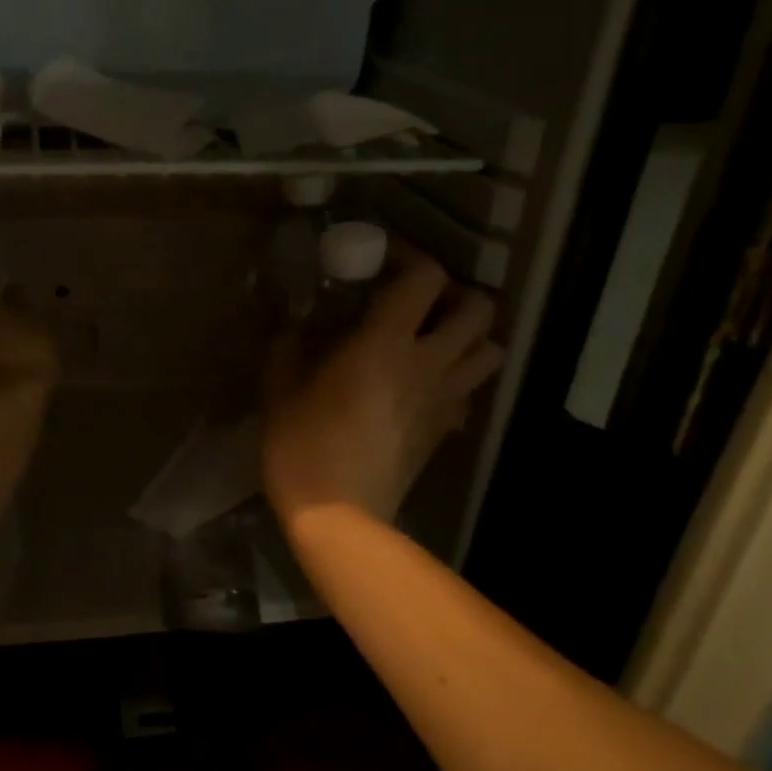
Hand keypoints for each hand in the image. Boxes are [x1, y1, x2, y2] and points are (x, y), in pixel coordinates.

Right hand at [262, 244, 503, 524]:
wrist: (338, 514)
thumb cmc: (302, 446)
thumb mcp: (280, 388)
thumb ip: (291, 345)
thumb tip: (298, 324)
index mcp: (385, 343)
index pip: (425, 278)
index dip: (409, 256)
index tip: (383, 260)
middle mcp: (428, 363)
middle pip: (479, 308)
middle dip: (455, 294)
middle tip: (419, 302)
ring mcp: (445, 398)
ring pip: (491, 349)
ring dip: (469, 335)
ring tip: (434, 339)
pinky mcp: (448, 428)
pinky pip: (472, 390)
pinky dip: (459, 377)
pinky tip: (426, 385)